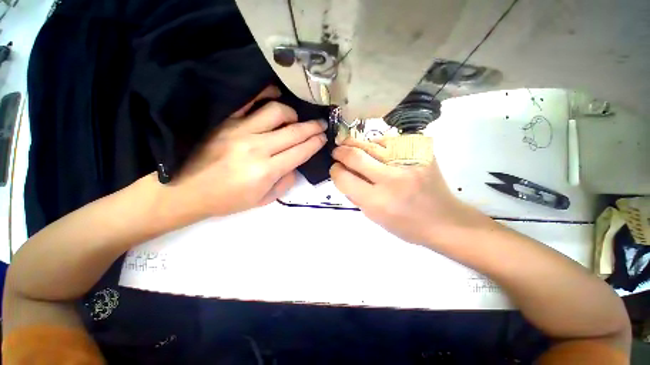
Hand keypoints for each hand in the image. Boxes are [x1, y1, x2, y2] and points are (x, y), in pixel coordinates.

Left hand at [168, 86, 326, 220]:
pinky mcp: (225, 121)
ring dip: (293, 114)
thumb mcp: (263, 200)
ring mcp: (240, 130)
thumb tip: (295, 164)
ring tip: (296, 120)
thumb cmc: (227, 200)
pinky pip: (249, 100)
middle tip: (322, 125)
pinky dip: (265, 95)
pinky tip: (276, 96)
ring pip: (276, 112)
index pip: (300, 152)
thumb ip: (285, 182)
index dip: (315, 143)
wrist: (186, 191)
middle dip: (313, 128)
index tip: (324, 138)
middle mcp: (257, 148)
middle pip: (294, 132)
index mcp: (266, 171)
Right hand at [330, 138, 491, 247]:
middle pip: (355, 155)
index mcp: (378, 201)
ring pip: (372, 143)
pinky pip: (391, 141)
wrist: (445, 220)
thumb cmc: (406, 225)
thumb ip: (355, 194)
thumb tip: (342, 174)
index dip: (335, 170)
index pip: (344, 178)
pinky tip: (377, 150)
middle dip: (340, 151)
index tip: (335, 167)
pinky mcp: (421, 152)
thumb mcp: (373, 217)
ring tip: (353, 147)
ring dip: (357, 144)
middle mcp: (392, 179)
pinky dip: (378, 144)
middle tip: (337, 151)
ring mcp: (409, 162)